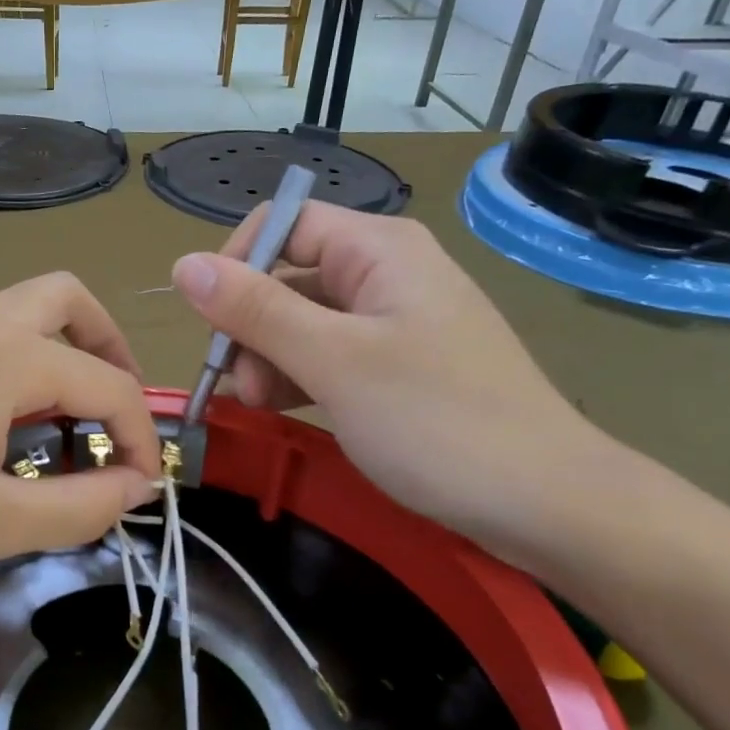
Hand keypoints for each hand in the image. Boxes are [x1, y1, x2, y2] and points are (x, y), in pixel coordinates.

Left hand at [0, 273, 160, 612]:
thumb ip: (81, 507)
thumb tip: (136, 486)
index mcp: (8, 357)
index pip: (107, 385)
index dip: (142, 435)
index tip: (145, 486)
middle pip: (68, 300)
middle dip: (109, 350)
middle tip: (114, 414)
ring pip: (24, 309)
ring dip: (63, 352)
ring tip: (64, 422)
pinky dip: (21, 361)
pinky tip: (0, 423)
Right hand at [171, 205, 625, 569]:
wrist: (547, 505)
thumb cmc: (436, 421)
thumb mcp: (333, 361)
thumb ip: (255, 310)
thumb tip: (183, 263)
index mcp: (379, 250)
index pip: (284, 224)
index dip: (238, 263)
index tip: (212, 323)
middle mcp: (387, 273)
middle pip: (289, 275)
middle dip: (251, 325)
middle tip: (239, 386)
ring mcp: (395, 322)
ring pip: (304, 320)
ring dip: (269, 357)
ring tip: (257, 405)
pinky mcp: (399, 365)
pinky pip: (330, 354)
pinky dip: (299, 377)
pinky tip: (282, 409)